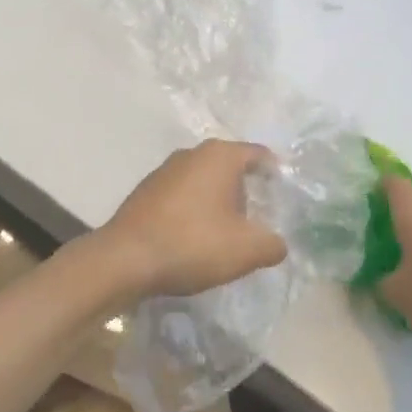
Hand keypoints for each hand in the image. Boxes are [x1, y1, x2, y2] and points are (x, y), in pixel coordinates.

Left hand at [94, 140, 286, 301]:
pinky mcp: (147, 190)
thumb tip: (279, 243)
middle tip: (260, 220)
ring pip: (205, 180)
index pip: (259, 155)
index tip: (286, 199)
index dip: (276, 175)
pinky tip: (196, 237)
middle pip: (231, 167)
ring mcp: (165, 170)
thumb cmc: (193, 243)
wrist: (125, 258)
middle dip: (247, 191)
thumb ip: (273, 244)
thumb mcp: (246, 250)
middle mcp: (192, 153)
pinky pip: (183, 194)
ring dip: (219, 202)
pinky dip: (195, 210)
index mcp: (220, 156)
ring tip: (229, 233)